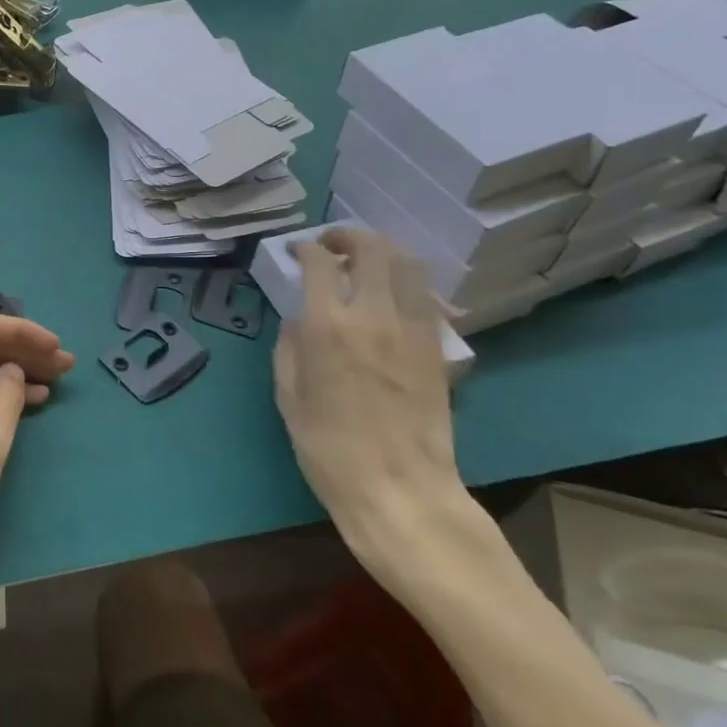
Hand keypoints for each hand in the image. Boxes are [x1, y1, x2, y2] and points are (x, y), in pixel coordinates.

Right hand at [272, 229, 464, 577]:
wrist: (400, 490)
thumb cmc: (329, 449)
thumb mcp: (288, 397)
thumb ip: (289, 348)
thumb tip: (298, 321)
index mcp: (327, 328)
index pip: (320, 263)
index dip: (307, 248)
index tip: (299, 252)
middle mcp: (373, 316)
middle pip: (372, 250)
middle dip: (349, 236)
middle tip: (334, 244)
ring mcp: (412, 330)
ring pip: (408, 265)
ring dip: (385, 252)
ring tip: (368, 260)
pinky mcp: (438, 348)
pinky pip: (426, 297)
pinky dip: (408, 282)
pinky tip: (395, 295)